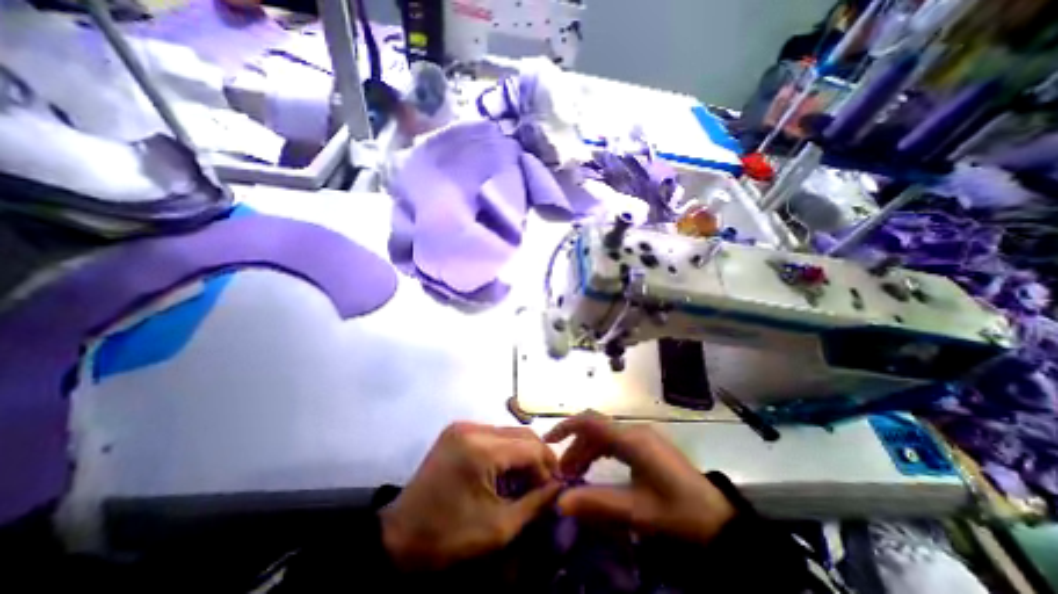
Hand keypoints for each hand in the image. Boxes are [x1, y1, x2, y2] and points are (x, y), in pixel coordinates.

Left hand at [380, 423, 561, 569]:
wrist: (398, 537)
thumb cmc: (448, 537)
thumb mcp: (498, 528)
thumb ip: (534, 503)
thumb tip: (559, 488)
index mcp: (481, 449)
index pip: (530, 447)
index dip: (548, 465)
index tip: (556, 486)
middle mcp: (473, 428)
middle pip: (520, 434)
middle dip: (537, 457)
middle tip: (544, 482)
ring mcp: (463, 426)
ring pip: (507, 432)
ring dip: (522, 453)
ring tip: (527, 478)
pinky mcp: (457, 430)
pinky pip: (492, 434)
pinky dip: (505, 450)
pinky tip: (505, 470)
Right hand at [544, 411, 737, 543]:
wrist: (719, 520)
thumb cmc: (679, 514)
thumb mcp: (637, 511)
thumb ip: (597, 503)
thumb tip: (560, 501)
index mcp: (632, 440)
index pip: (591, 422)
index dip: (567, 427)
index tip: (548, 441)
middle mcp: (634, 431)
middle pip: (595, 429)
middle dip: (575, 447)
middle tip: (562, 474)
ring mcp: (641, 437)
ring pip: (604, 435)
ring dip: (587, 451)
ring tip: (575, 476)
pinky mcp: (646, 446)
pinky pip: (615, 442)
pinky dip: (600, 453)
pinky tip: (595, 470)